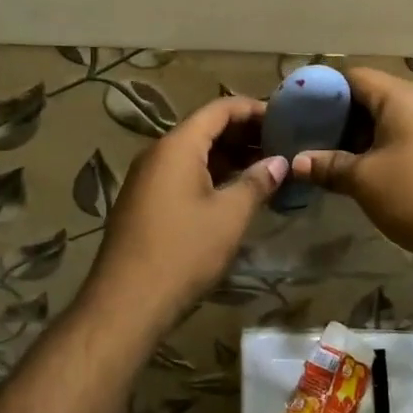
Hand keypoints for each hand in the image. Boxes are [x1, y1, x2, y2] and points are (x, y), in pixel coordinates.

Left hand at [79, 95, 285, 345]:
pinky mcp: (144, 202)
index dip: (254, 109)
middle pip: (206, 129)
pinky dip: (211, 175)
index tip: (286, 118)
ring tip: (267, 169)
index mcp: (177, 146)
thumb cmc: (183, 252)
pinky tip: (236, 193)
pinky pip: (182, 174)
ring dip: (230, 157)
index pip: (220, 109)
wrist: (126, 303)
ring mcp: (147, 178)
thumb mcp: (229, 216)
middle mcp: (158, 153)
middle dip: (245, 134)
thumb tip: (279, 162)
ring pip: (194, 154)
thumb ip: (256, 182)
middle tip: (282, 145)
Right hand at [291, 67, 412, 268]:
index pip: (353, 77)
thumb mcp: (365, 181)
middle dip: (340, 116)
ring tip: (331, 156)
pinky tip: (365, 168)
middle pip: (371, 96)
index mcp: (401, 97)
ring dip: (361, 135)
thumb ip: (328, 166)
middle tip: (311, 137)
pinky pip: (407, 134)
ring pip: (390, 118)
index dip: (323, 91)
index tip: (299, 111)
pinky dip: (384, 145)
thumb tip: (296, 163)